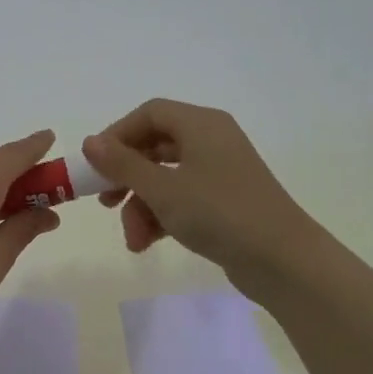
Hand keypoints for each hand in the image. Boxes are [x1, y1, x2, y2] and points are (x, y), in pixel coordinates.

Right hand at [82, 100, 327, 296]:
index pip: (149, 114)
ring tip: (134, 239)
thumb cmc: (219, 213)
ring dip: (141, 207)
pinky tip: (148, 243)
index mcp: (201, 125)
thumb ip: (122, 164)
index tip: (94, 165)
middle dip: (126, 179)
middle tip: (105, 204)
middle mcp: (212, 141)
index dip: (117, 135)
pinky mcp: (224, 202)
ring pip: (165, 179)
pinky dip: (162, 217)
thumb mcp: (162, 189)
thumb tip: (90, 141)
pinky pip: (182, 199)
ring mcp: (220, 173)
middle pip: (154, 148)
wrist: (282, 259)